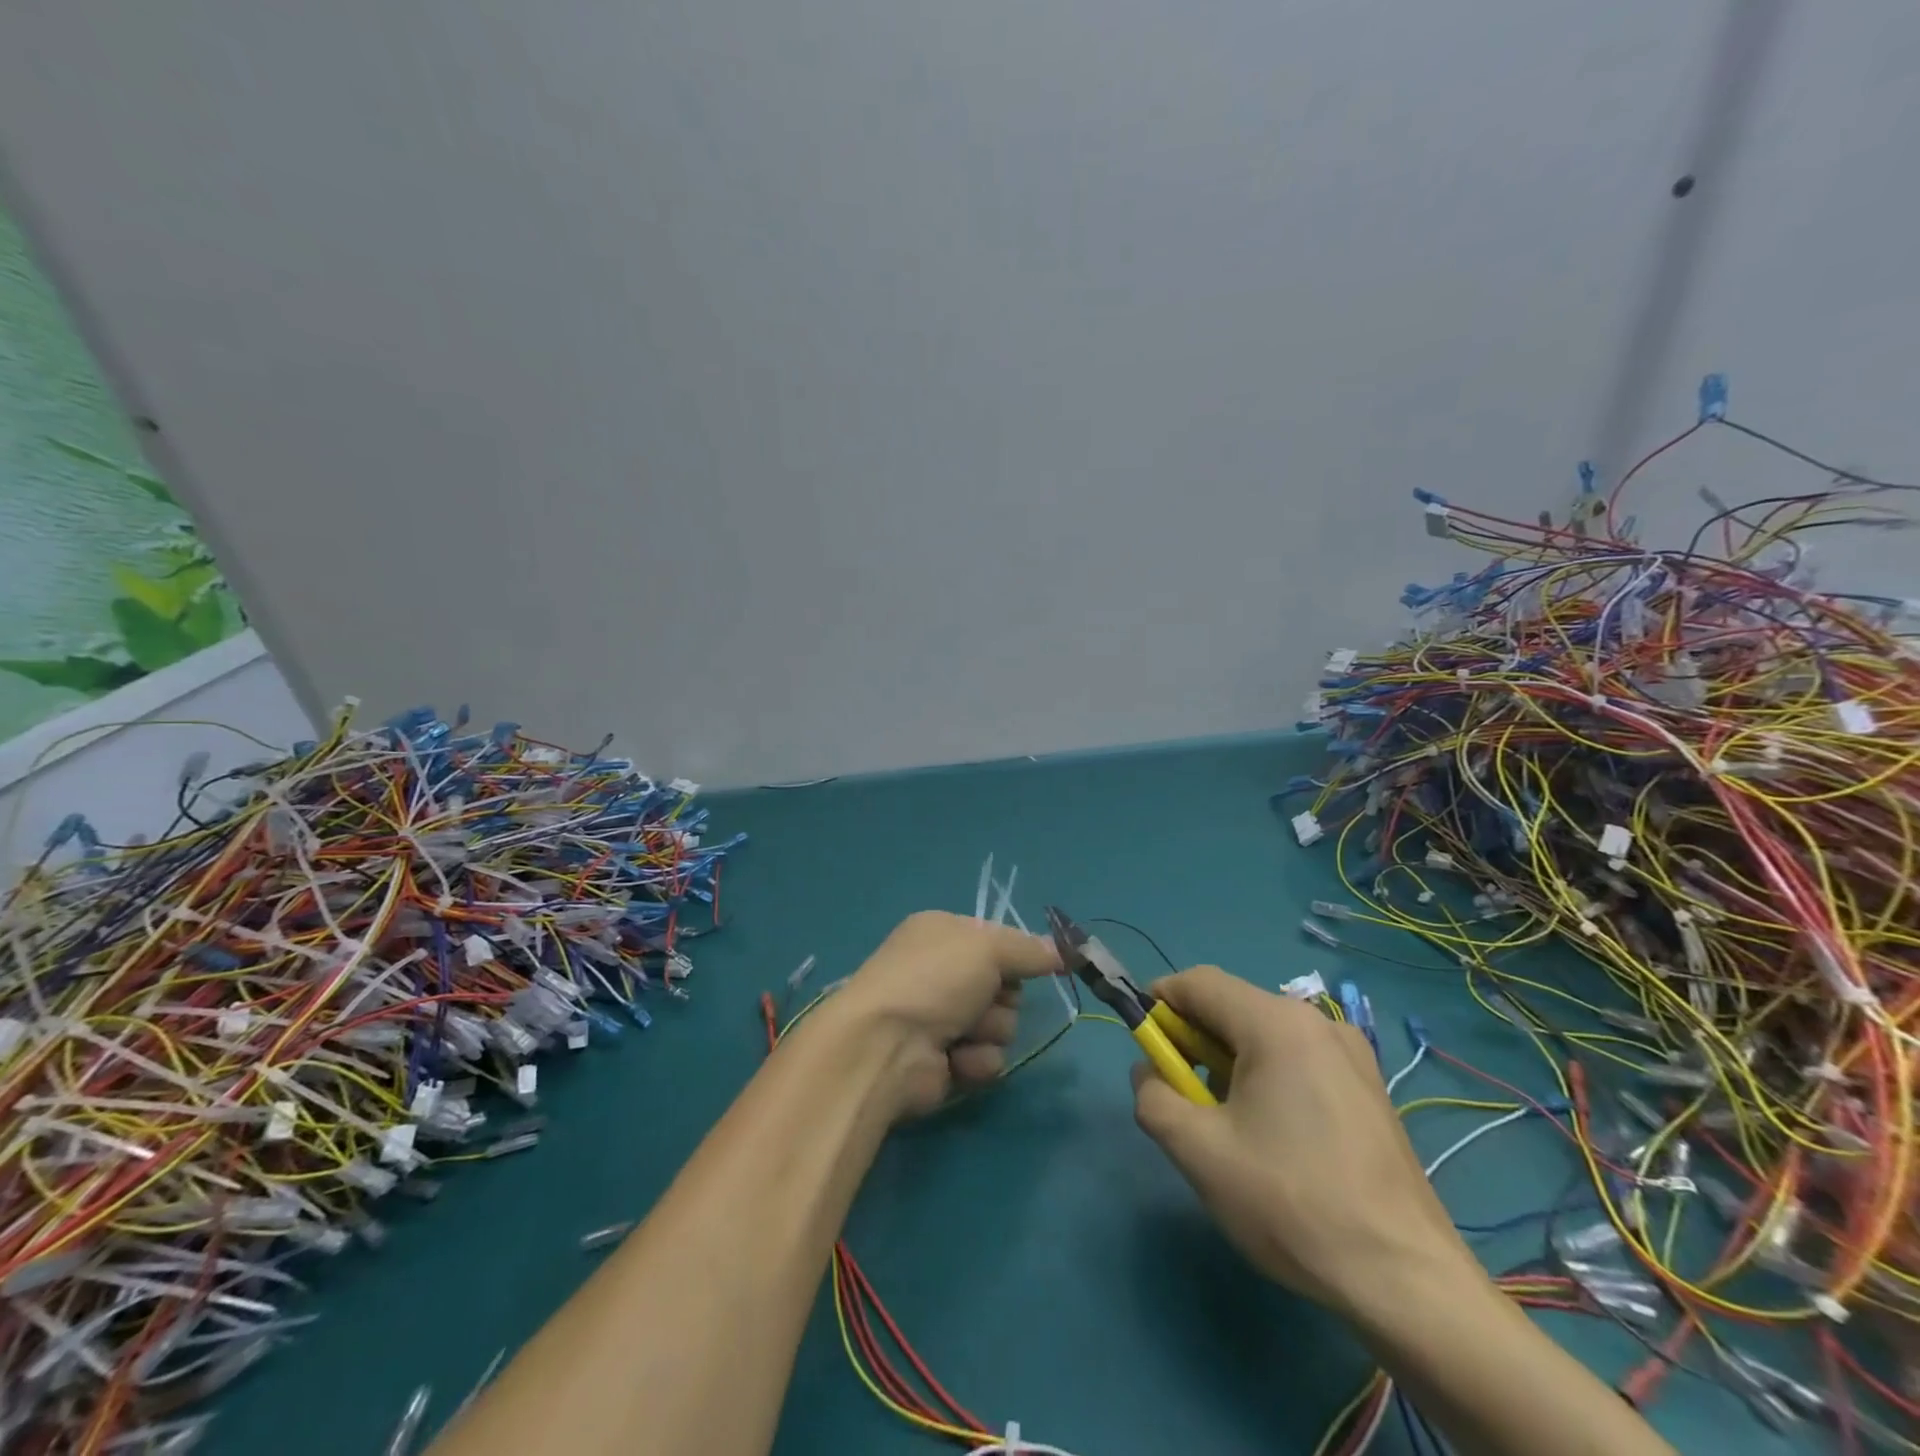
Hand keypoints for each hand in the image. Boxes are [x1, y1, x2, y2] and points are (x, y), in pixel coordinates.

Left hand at [826, 911, 1060, 1118]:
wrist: (885, 1046)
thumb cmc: (934, 980)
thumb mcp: (987, 948)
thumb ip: (1029, 950)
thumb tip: (1065, 951)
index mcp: (941, 933)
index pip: (995, 940)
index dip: (1017, 954)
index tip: (1041, 964)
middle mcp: (939, 972)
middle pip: (1003, 985)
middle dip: (1003, 998)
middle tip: (986, 1000)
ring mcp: (939, 1019)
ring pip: (1000, 1025)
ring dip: (990, 1032)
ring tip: (964, 1033)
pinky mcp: (944, 1062)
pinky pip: (986, 1059)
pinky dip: (977, 1060)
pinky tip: (957, 1060)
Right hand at [1130, 966, 1473, 1318]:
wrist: (1406, 1281)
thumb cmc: (1291, 1203)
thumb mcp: (1198, 1152)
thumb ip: (1153, 1097)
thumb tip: (1149, 1072)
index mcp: (1276, 1023)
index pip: (1198, 982)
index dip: (1159, 1003)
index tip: (1145, 1047)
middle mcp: (1317, 1022)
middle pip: (1233, 1007)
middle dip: (1193, 1040)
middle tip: (1181, 1095)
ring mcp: (1352, 1054)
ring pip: (1265, 1035)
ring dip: (1228, 1062)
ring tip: (1225, 1124)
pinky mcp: (1369, 1088)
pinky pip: (1298, 1059)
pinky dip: (1266, 1077)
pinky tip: (1273, 1137)